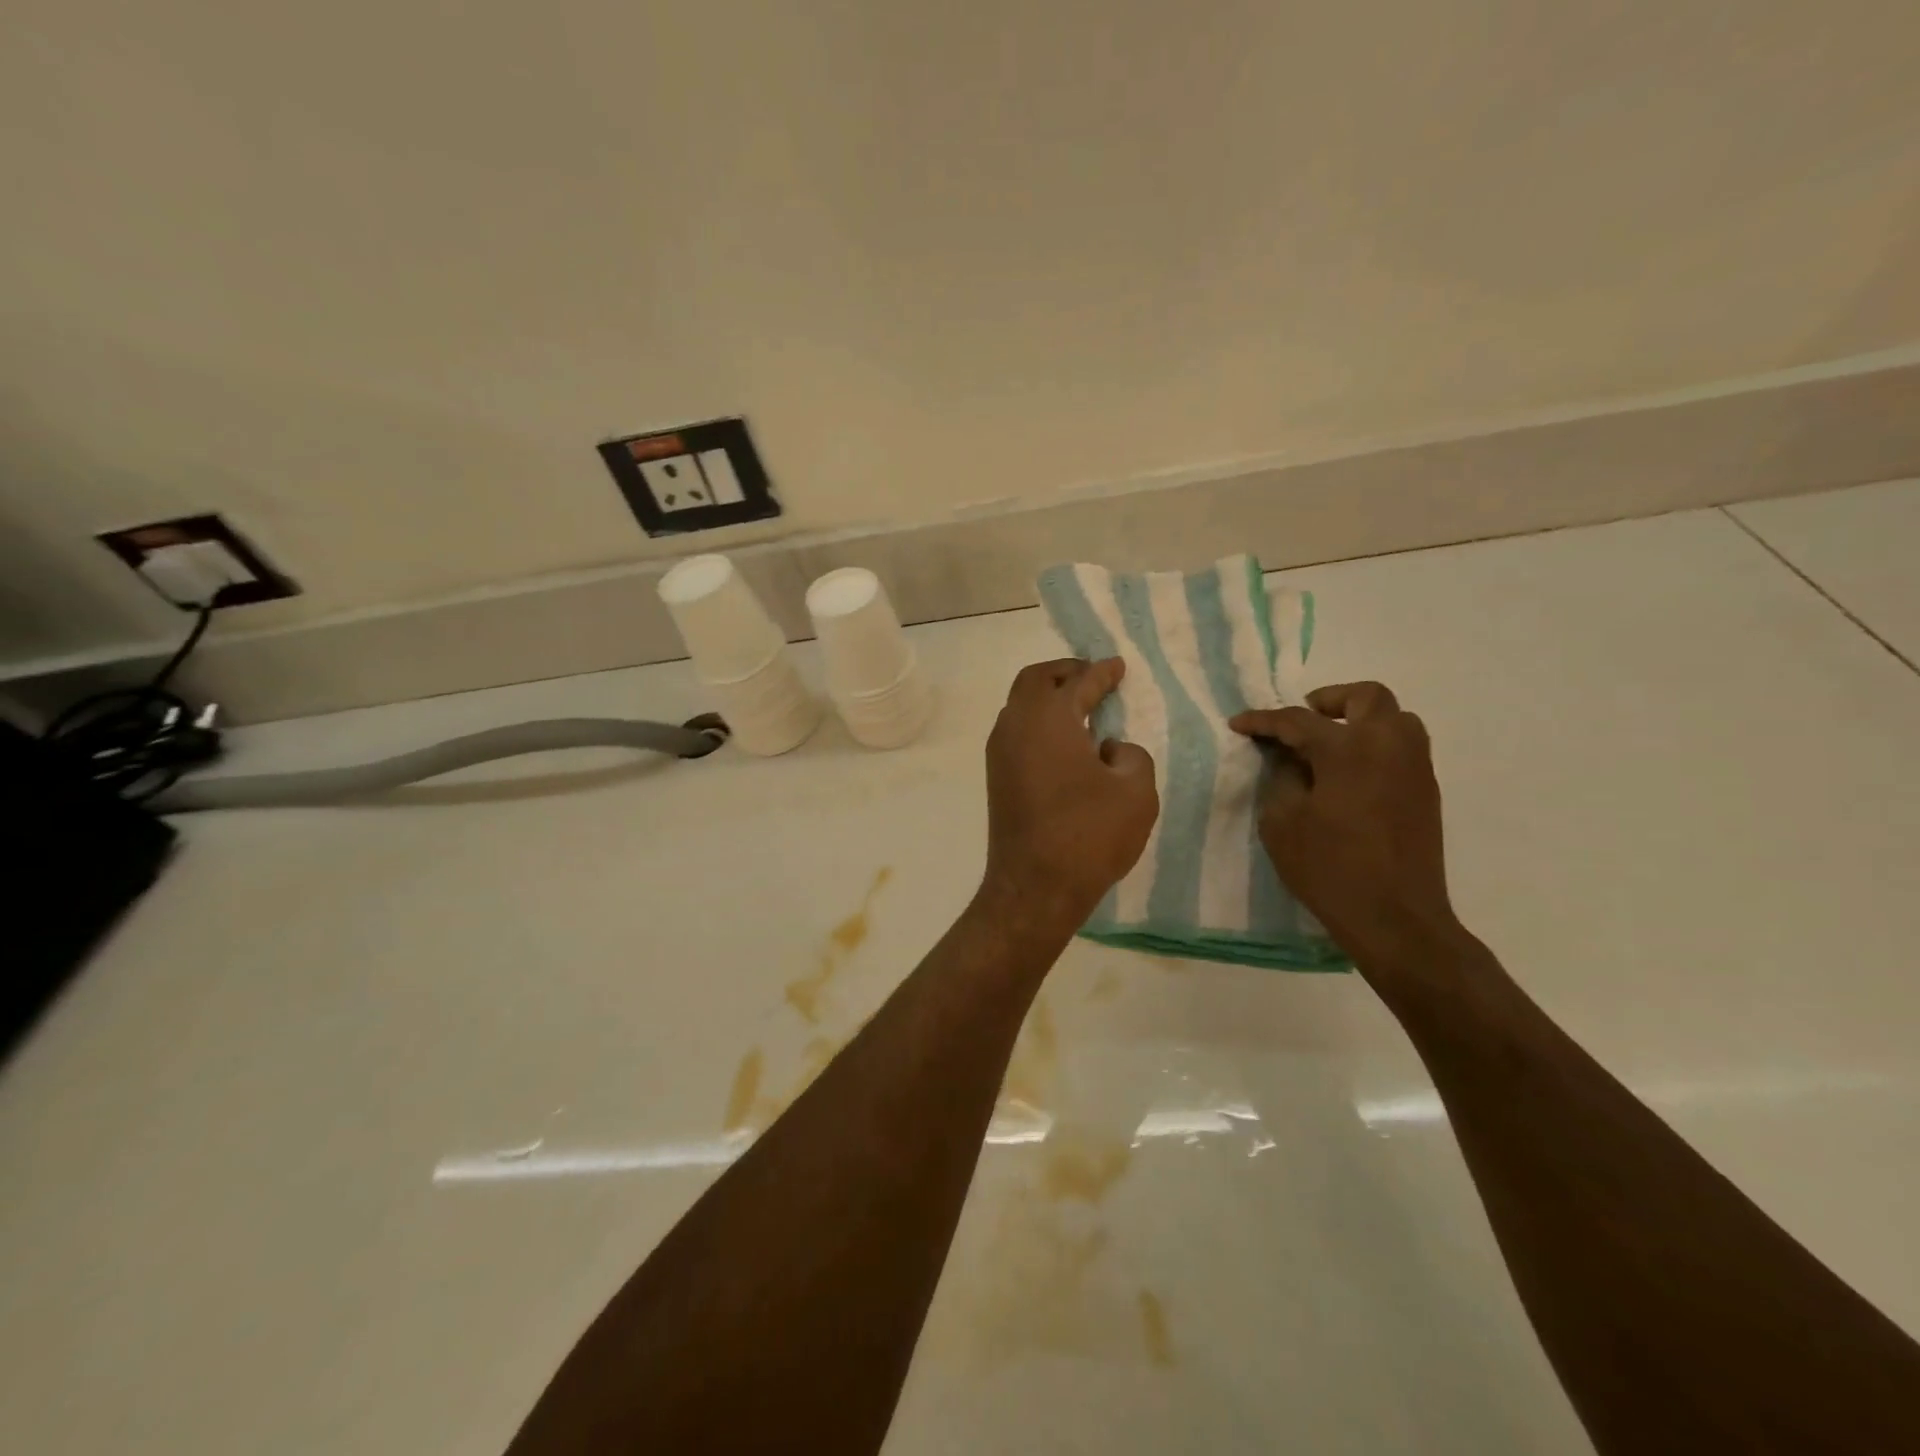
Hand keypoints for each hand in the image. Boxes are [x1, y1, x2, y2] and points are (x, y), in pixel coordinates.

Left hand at [982, 658, 1158, 923]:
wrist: (1035, 888)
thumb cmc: (1089, 835)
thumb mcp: (1136, 792)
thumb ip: (1131, 755)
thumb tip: (1107, 748)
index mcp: (1048, 718)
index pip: (1078, 682)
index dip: (1102, 672)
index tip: (1117, 666)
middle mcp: (1016, 726)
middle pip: (1035, 682)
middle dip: (1065, 673)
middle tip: (1093, 678)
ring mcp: (1000, 753)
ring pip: (1020, 707)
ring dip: (1048, 699)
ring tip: (1081, 708)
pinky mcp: (997, 778)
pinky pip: (1017, 733)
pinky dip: (1039, 724)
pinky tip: (1064, 743)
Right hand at [1230, 682, 1459, 969]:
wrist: (1395, 917)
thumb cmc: (1329, 868)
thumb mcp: (1282, 822)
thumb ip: (1283, 778)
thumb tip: (1290, 759)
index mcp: (1349, 749)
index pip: (1298, 720)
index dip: (1264, 720)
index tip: (1238, 723)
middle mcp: (1389, 745)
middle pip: (1366, 696)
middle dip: (1329, 700)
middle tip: (1301, 721)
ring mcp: (1414, 767)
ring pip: (1395, 717)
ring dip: (1360, 719)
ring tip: (1328, 745)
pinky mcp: (1425, 791)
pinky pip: (1403, 747)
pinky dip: (1375, 745)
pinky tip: (1349, 774)